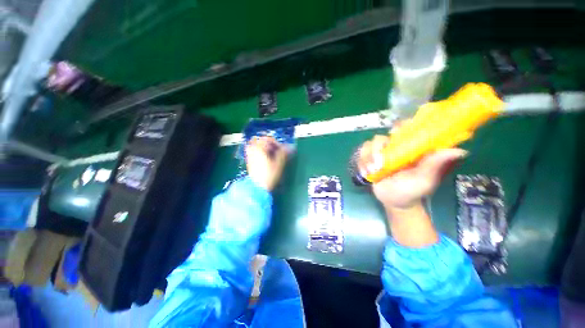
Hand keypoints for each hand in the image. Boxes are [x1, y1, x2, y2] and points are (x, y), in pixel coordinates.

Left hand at [246, 136, 287, 191]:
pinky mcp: (249, 161)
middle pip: (260, 141)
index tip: (281, 149)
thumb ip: (283, 153)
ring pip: (255, 146)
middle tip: (275, 150)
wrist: (258, 187)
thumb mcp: (279, 163)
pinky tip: (265, 159)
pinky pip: (253, 152)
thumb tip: (289, 147)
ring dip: (264, 147)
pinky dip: (260, 152)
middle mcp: (253, 150)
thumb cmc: (269, 175)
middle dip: (269, 144)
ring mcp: (249, 155)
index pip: (268, 139)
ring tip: (271, 154)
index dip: (276, 143)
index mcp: (259, 148)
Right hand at [358, 135, 466, 210]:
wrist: (395, 202)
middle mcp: (395, 147)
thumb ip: (435, 165)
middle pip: (383, 136)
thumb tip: (459, 150)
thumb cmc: (413, 191)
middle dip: (378, 147)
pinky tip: (365, 173)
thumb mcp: (425, 179)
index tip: (396, 133)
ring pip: (369, 145)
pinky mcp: (369, 160)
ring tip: (371, 171)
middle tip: (379, 160)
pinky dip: (361, 162)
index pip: (407, 128)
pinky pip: (361, 154)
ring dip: (368, 157)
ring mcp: (381, 153)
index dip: (401, 126)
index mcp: (412, 147)